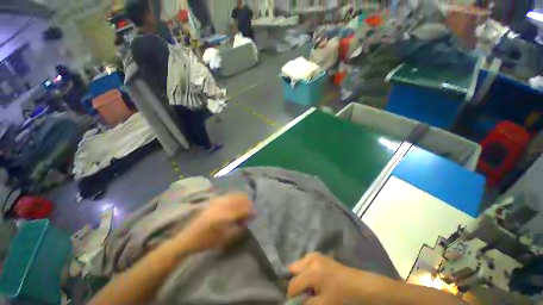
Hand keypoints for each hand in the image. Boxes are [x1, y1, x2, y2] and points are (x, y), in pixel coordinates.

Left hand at [175, 193, 253, 252]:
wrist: (188, 238)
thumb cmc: (207, 241)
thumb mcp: (224, 239)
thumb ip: (238, 230)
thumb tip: (247, 222)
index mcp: (225, 216)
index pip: (242, 210)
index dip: (251, 211)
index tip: (256, 214)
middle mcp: (222, 205)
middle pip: (239, 199)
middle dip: (247, 203)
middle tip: (250, 210)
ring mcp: (217, 201)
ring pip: (234, 196)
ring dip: (241, 200)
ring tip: (244, 206)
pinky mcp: (213, 201)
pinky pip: (227, 196)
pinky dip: (234, 198)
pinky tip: (234, 204)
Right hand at [288, 253, 384, 304]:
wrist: (361, 286)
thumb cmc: (343, 297)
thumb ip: (306, 303)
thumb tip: (295, 303)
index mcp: (312, 271)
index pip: (293, 284)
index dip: (292, 296)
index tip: (296, 302)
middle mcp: (311, 259)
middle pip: (293, 269)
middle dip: (294, 282)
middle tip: (302, 294)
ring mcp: (315, 255)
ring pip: (299, 265)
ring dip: (299, 276)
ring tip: (307, 287)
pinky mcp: (319, 255)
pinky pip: (305, 262)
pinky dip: (305, 271)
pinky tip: (312, 279)